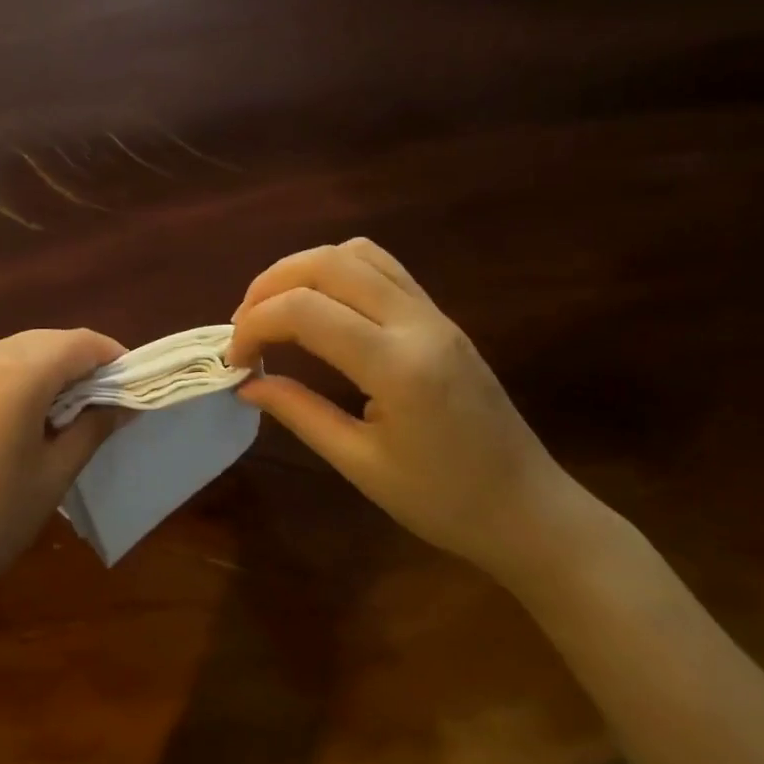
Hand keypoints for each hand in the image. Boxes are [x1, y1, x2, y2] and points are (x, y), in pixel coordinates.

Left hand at [0, 329, 125, 612]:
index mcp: (17, 374)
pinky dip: (18, 378)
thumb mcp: (52, 475)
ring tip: (68, 411)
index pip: (80, 343)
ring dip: (50, 369)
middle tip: (105, 401)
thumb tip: (123, 404)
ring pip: (19, 350)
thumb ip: (92, 428)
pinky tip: (24, 416)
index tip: (134, 385)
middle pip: (49, 341)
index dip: (113, 357)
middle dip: (82, 362)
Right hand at [228, 239, 576, 573]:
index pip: (305, 311)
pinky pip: (381, 267)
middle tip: (242, 326)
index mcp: (398, 366)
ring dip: (302, 270)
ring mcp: (434, 313)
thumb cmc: (444, 502)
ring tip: (274, 309)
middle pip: (327, 263)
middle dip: (269, 285)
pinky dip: (336, 271)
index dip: (254, 324)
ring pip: (355, 254)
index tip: (234, 361)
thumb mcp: (360, 465)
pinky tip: (319, 307)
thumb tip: (246, 383)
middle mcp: (418, 323)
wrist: (529, 510)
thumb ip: (298, 412)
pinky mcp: (440, 316)